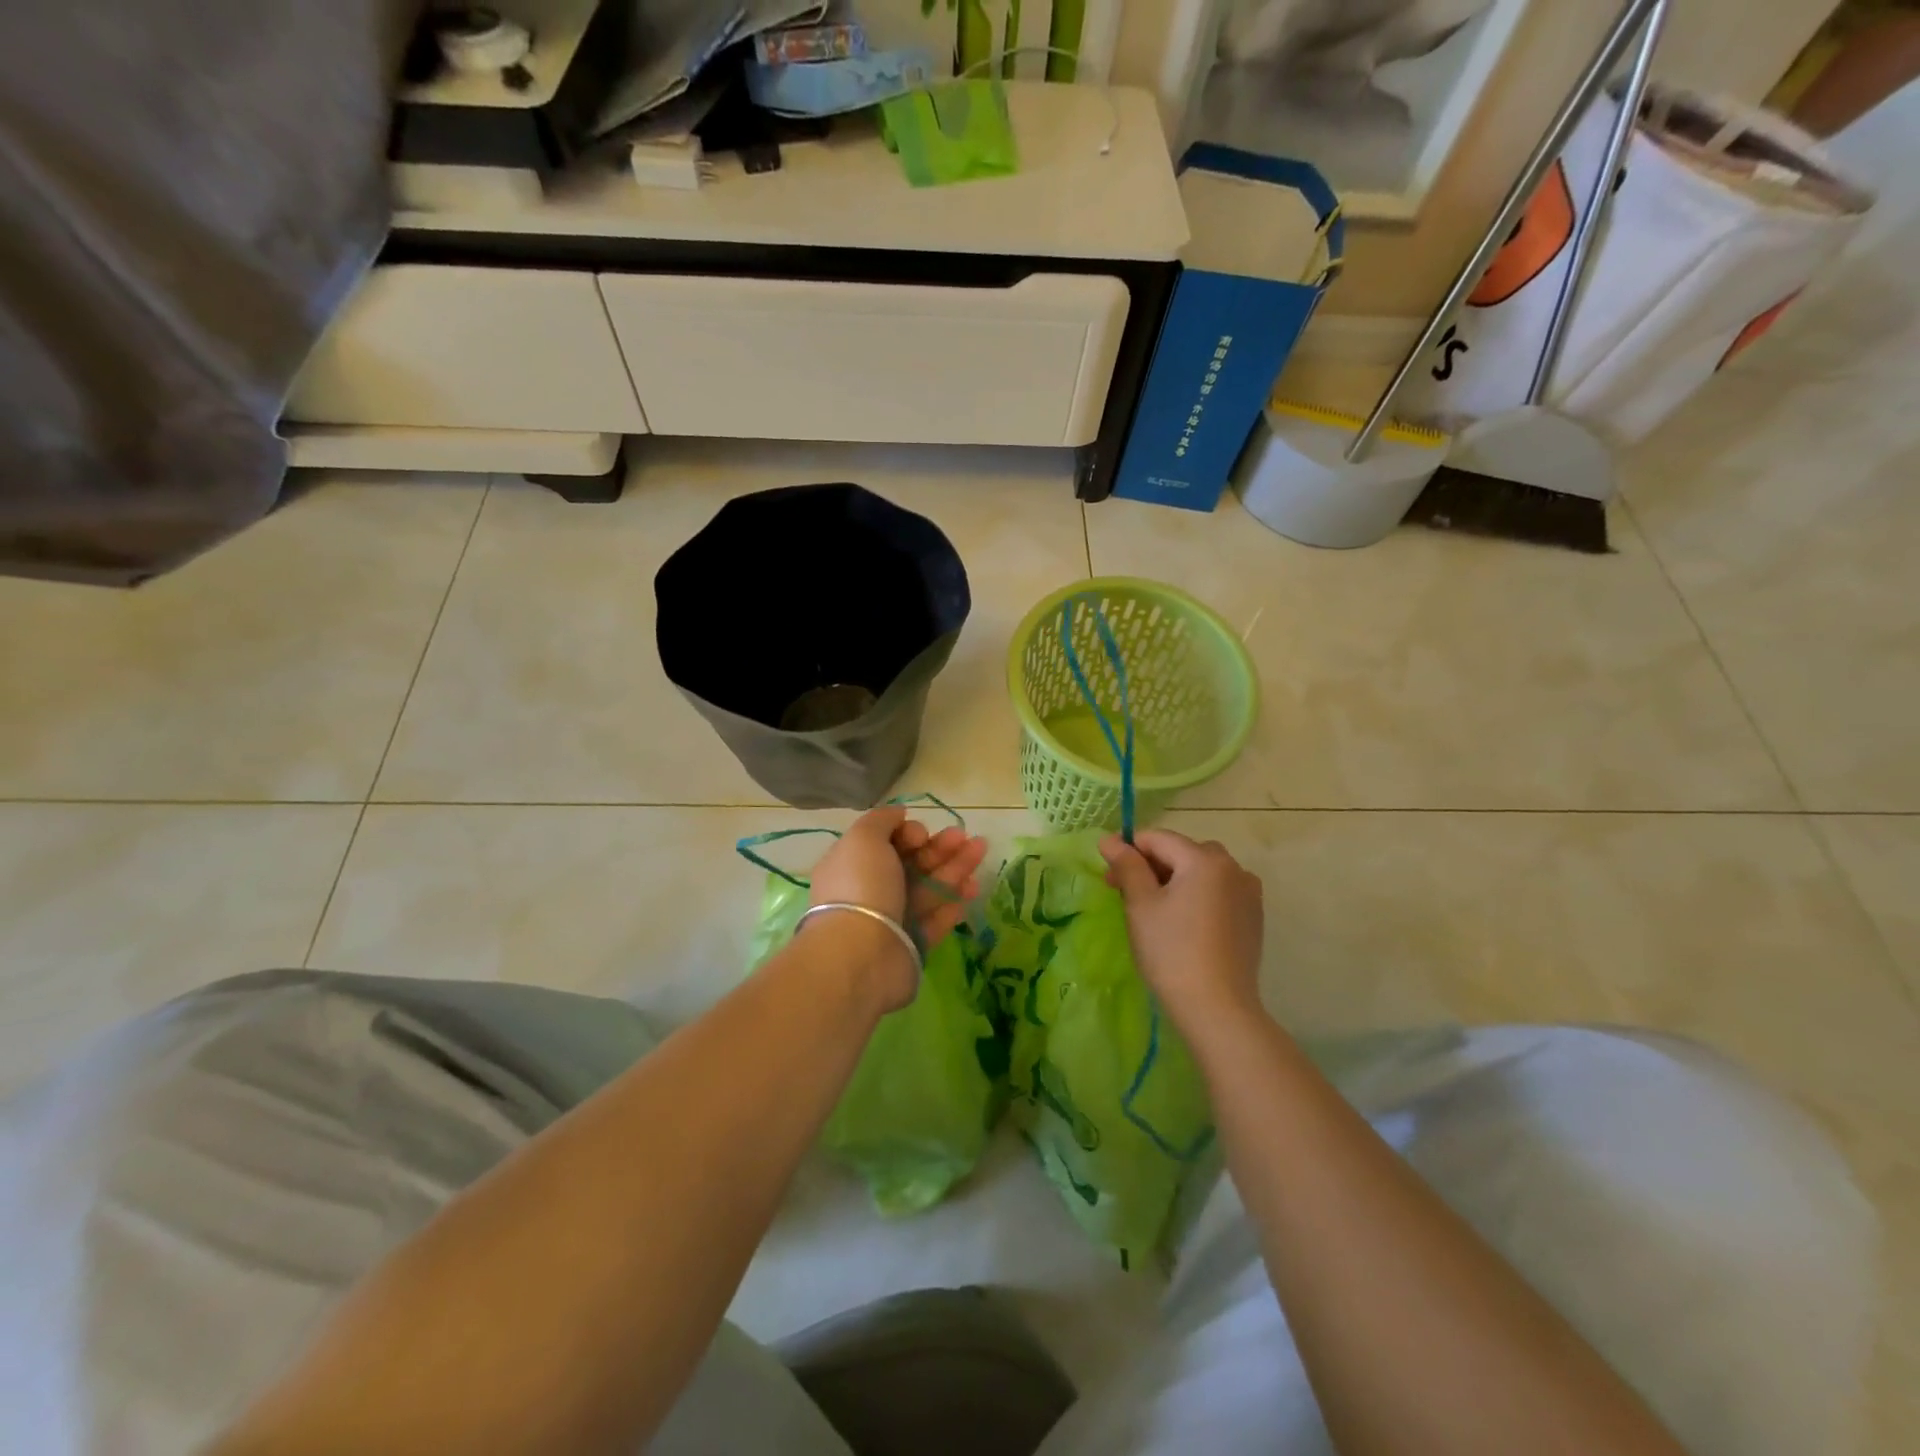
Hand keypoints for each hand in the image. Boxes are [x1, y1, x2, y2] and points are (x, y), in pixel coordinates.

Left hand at [807, 806, 988, 1009]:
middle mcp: (871, 891)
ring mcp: (892, 920)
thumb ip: (881, 820)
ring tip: (981, 852)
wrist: (862, 954)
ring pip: (928, 889)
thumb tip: (899, 814)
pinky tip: (971, 889)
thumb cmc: (861, 886)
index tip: (920, 835)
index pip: (886, 843)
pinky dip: (952, 904)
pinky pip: (935, 921)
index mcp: (853, 865)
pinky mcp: (912, 946)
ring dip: (955, 869)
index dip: (908, 833)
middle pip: (912, 864)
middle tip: (966, 837)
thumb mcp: (863, 838)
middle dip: (940, 848)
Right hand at [1099, 829, 1264, 1038]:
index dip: (1128, 849)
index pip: (1158, 839)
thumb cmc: (1171, 951)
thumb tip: (1109, 840)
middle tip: (1124, 893)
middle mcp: (1233, 867)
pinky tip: (1183, 922)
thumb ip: (1127, 866)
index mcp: (1205, 859)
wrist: (1217, 1008)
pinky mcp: (1253, 916)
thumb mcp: (1141, 905)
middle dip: (1151, 865)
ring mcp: (1248, 892)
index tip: (1107, 872)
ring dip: (1174, 879)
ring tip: (1153, 908)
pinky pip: (1218, 891)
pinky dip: (1197, 895)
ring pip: (1201, 871)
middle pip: (1182, 852)